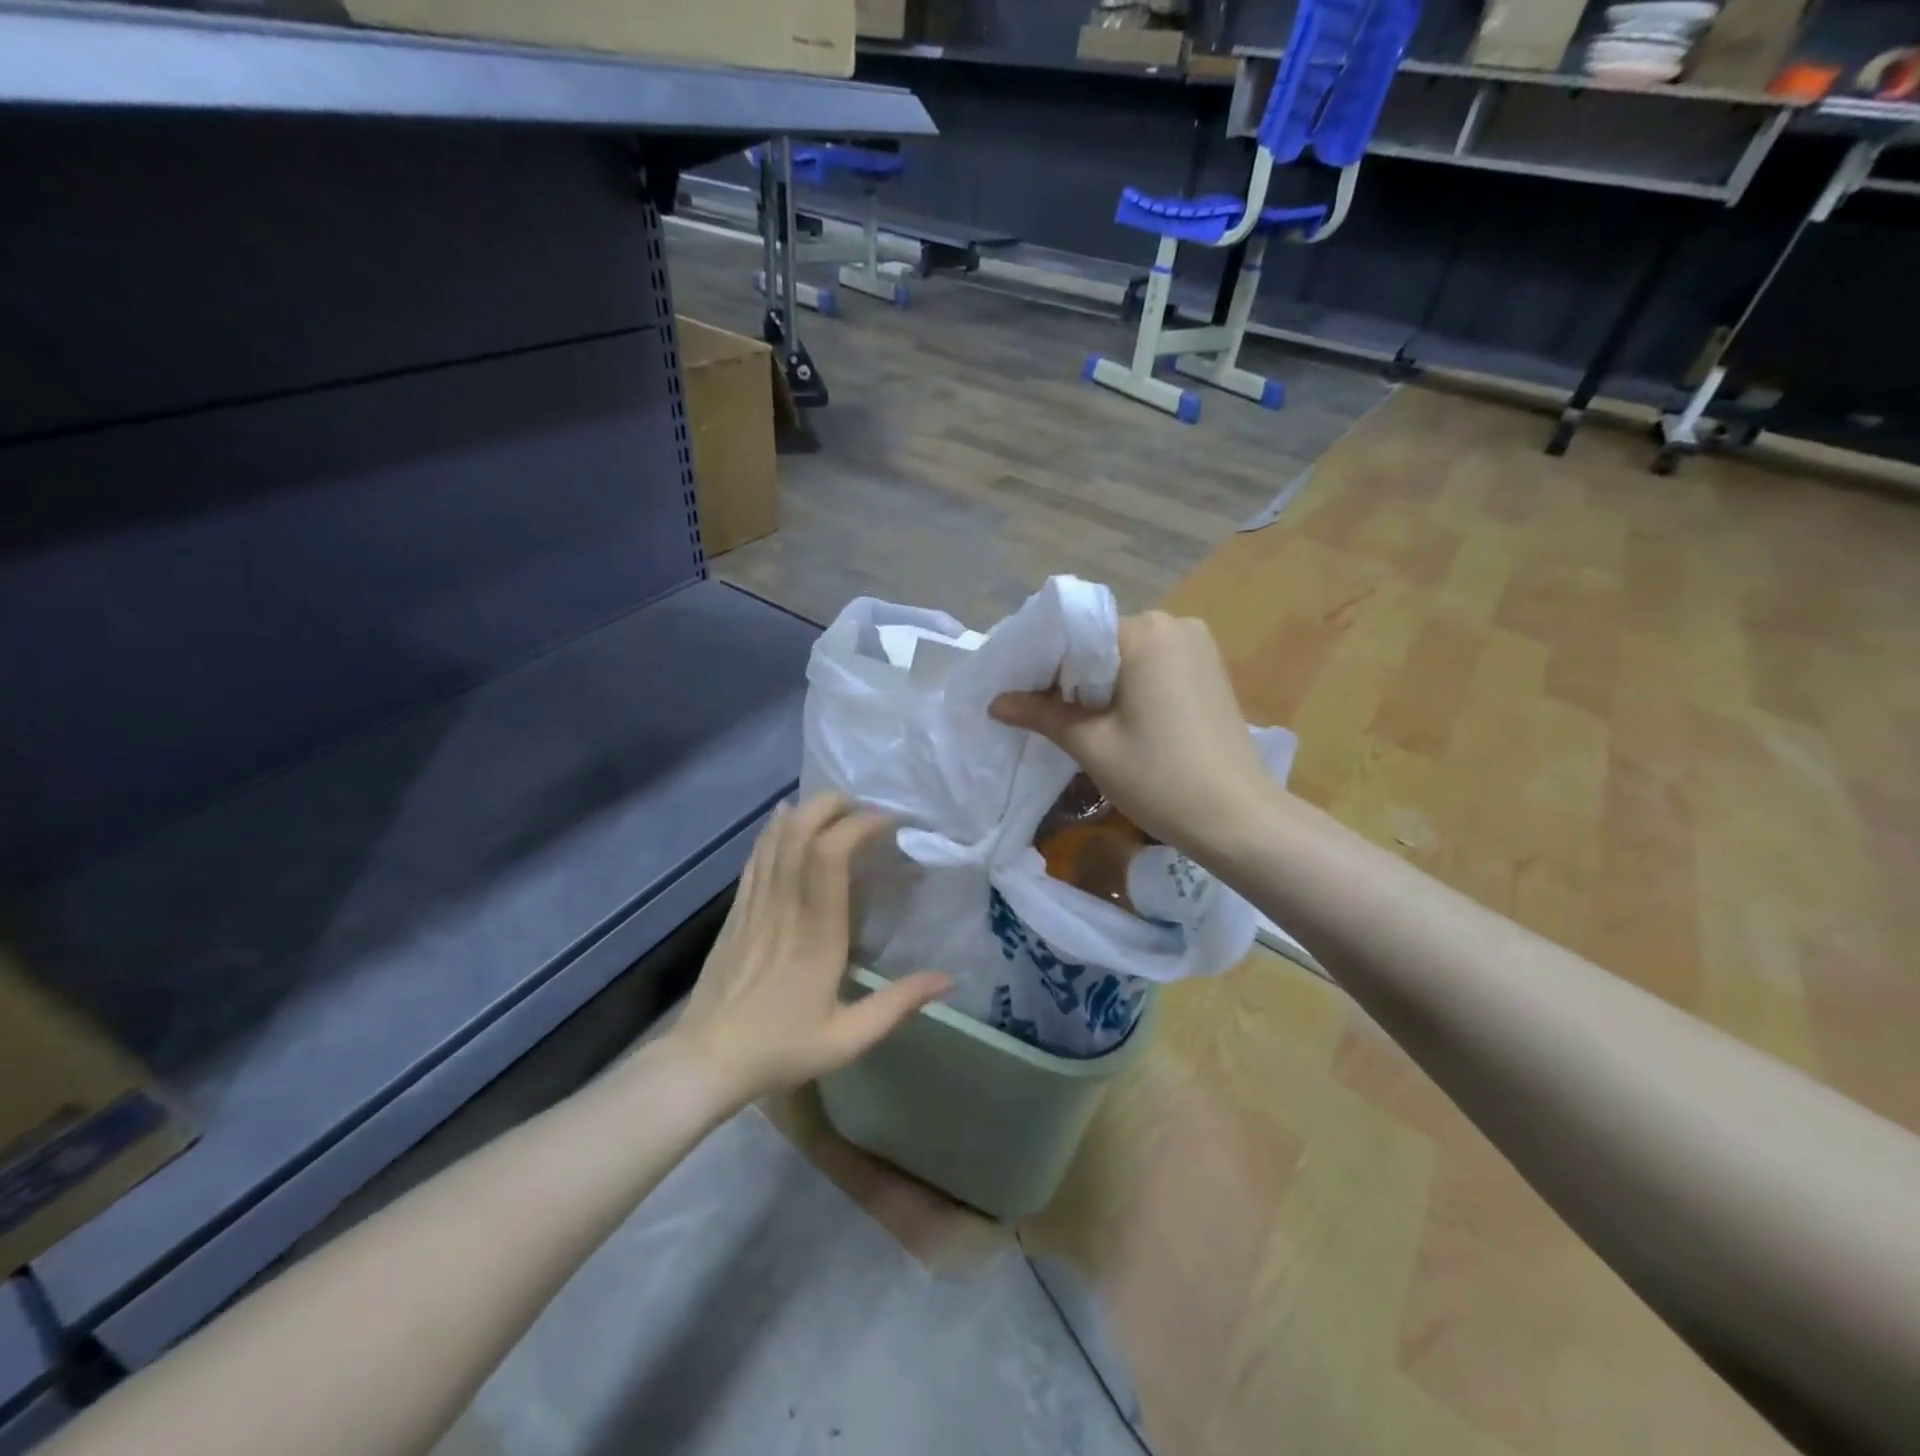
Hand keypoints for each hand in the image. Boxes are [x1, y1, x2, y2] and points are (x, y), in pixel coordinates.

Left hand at [671, 794, 949, 1105]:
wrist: (706, 1060)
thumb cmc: (780, 1048)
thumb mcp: (848, 1039)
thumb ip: (898, 1005)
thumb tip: (949, 979)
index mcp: (816, 933)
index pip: (830, 856)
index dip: (859, 825)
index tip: (890, 824)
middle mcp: (784, 906)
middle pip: (801, 831)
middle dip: (834, 806)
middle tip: (865, 810)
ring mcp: (755, 904)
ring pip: (776, 837)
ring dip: (807, 811)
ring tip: (837, 809)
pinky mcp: (737, 909)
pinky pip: (756, 856)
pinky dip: (773, 829)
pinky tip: (785, 816)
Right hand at [989, 611, 1281, 857]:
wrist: (1239, 819)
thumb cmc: (1159, 778)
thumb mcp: (1092, 745)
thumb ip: (1041, 714)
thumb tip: (995, 702)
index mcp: (1144, 632)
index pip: (1074, 634)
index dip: (1042, 665)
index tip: (1019, 695)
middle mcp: (1174, 625)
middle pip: (1101, 642)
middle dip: (1070, 674)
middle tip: (1042, 713)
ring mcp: (1198, 647)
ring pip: (1128, 656)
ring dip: (1100, 682)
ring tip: (1077, 721)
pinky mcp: (1211, 671)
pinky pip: (1155, 667)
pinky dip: (1130, 687)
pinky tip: (1118, 720)